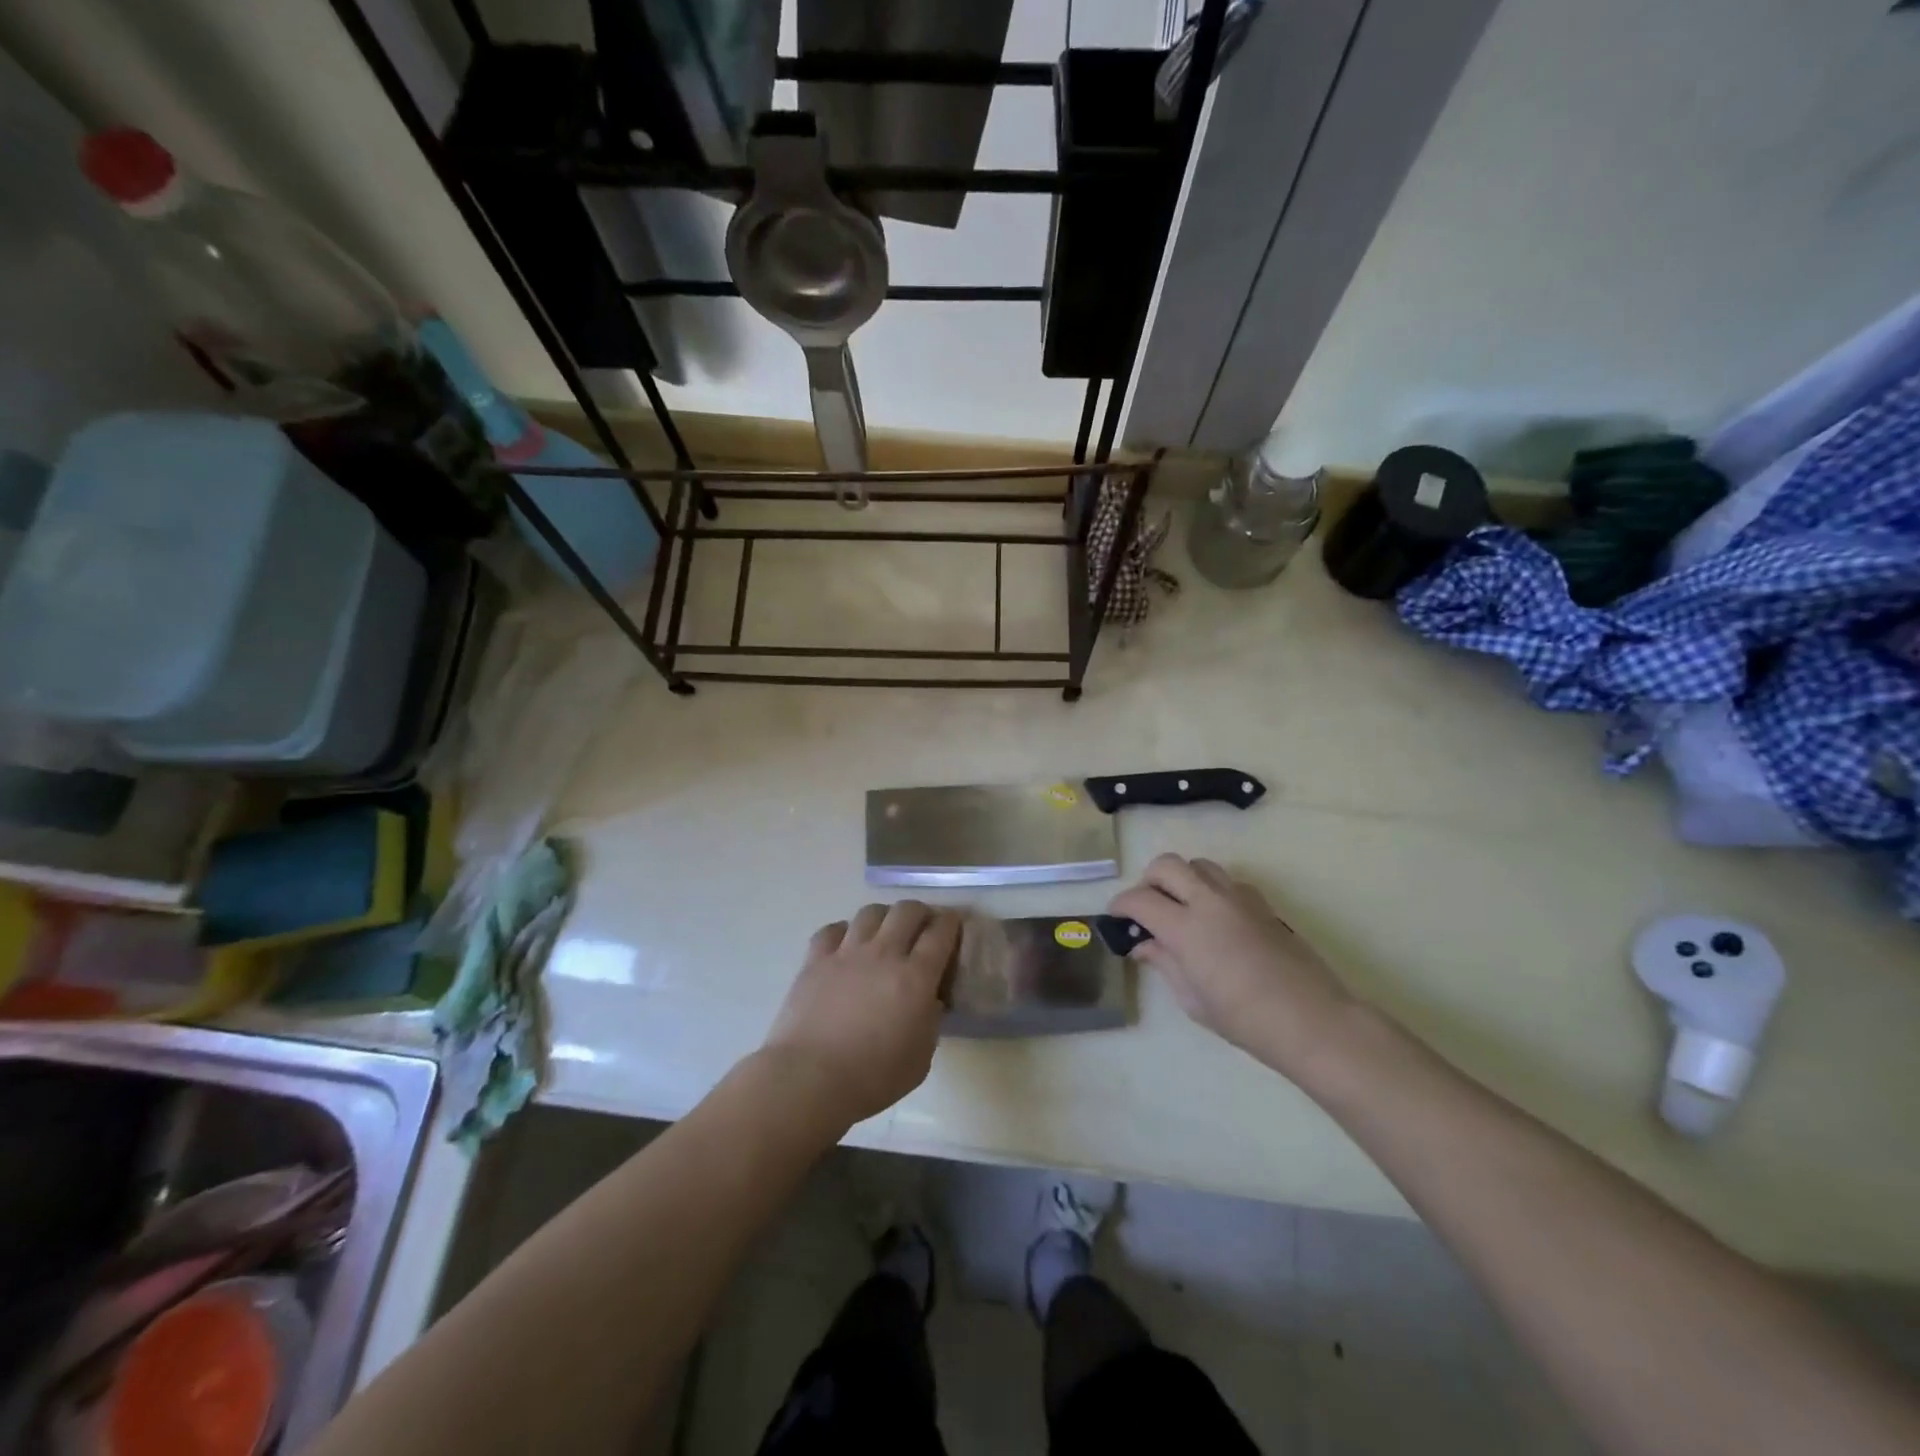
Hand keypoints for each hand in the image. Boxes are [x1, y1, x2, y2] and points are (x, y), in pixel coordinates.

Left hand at [762, 901, 960, 1128]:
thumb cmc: (873, 1077)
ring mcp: (847, 952)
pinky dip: (844, 932)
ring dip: (884, 917)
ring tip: (884, 932)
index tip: (953, 926)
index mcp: (916, 976)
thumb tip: (927, 1000)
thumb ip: (930, 1020)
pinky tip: (846, 946)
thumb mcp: (921, 1058)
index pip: (941, 932)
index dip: (951, 923)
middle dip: (920, 913)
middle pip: (907, 910)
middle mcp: (884, 953)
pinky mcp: (815, 959)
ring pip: (871, 912)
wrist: (810, 1079)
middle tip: (922, 928)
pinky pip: (832, 929)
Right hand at [1110, 855, 1350, 1077]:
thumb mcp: (1193, 1000)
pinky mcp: (1262, 903)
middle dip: (1148, 880)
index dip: (1121, 905)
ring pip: (1199, 864)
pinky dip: (1211, 888)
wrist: (1311, 1020)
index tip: (1116, 917)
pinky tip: (1215, 918)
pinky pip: (1227, 880)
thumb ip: (1164, 963)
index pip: (1140, 899)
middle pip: (1167, 865)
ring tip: (1181, 906)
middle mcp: (1209, 901)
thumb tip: (1144, 945)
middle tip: (1147, 907)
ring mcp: (1239, 898)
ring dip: (1182, 878)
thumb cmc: (1245, 1019)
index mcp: (1186, 927)